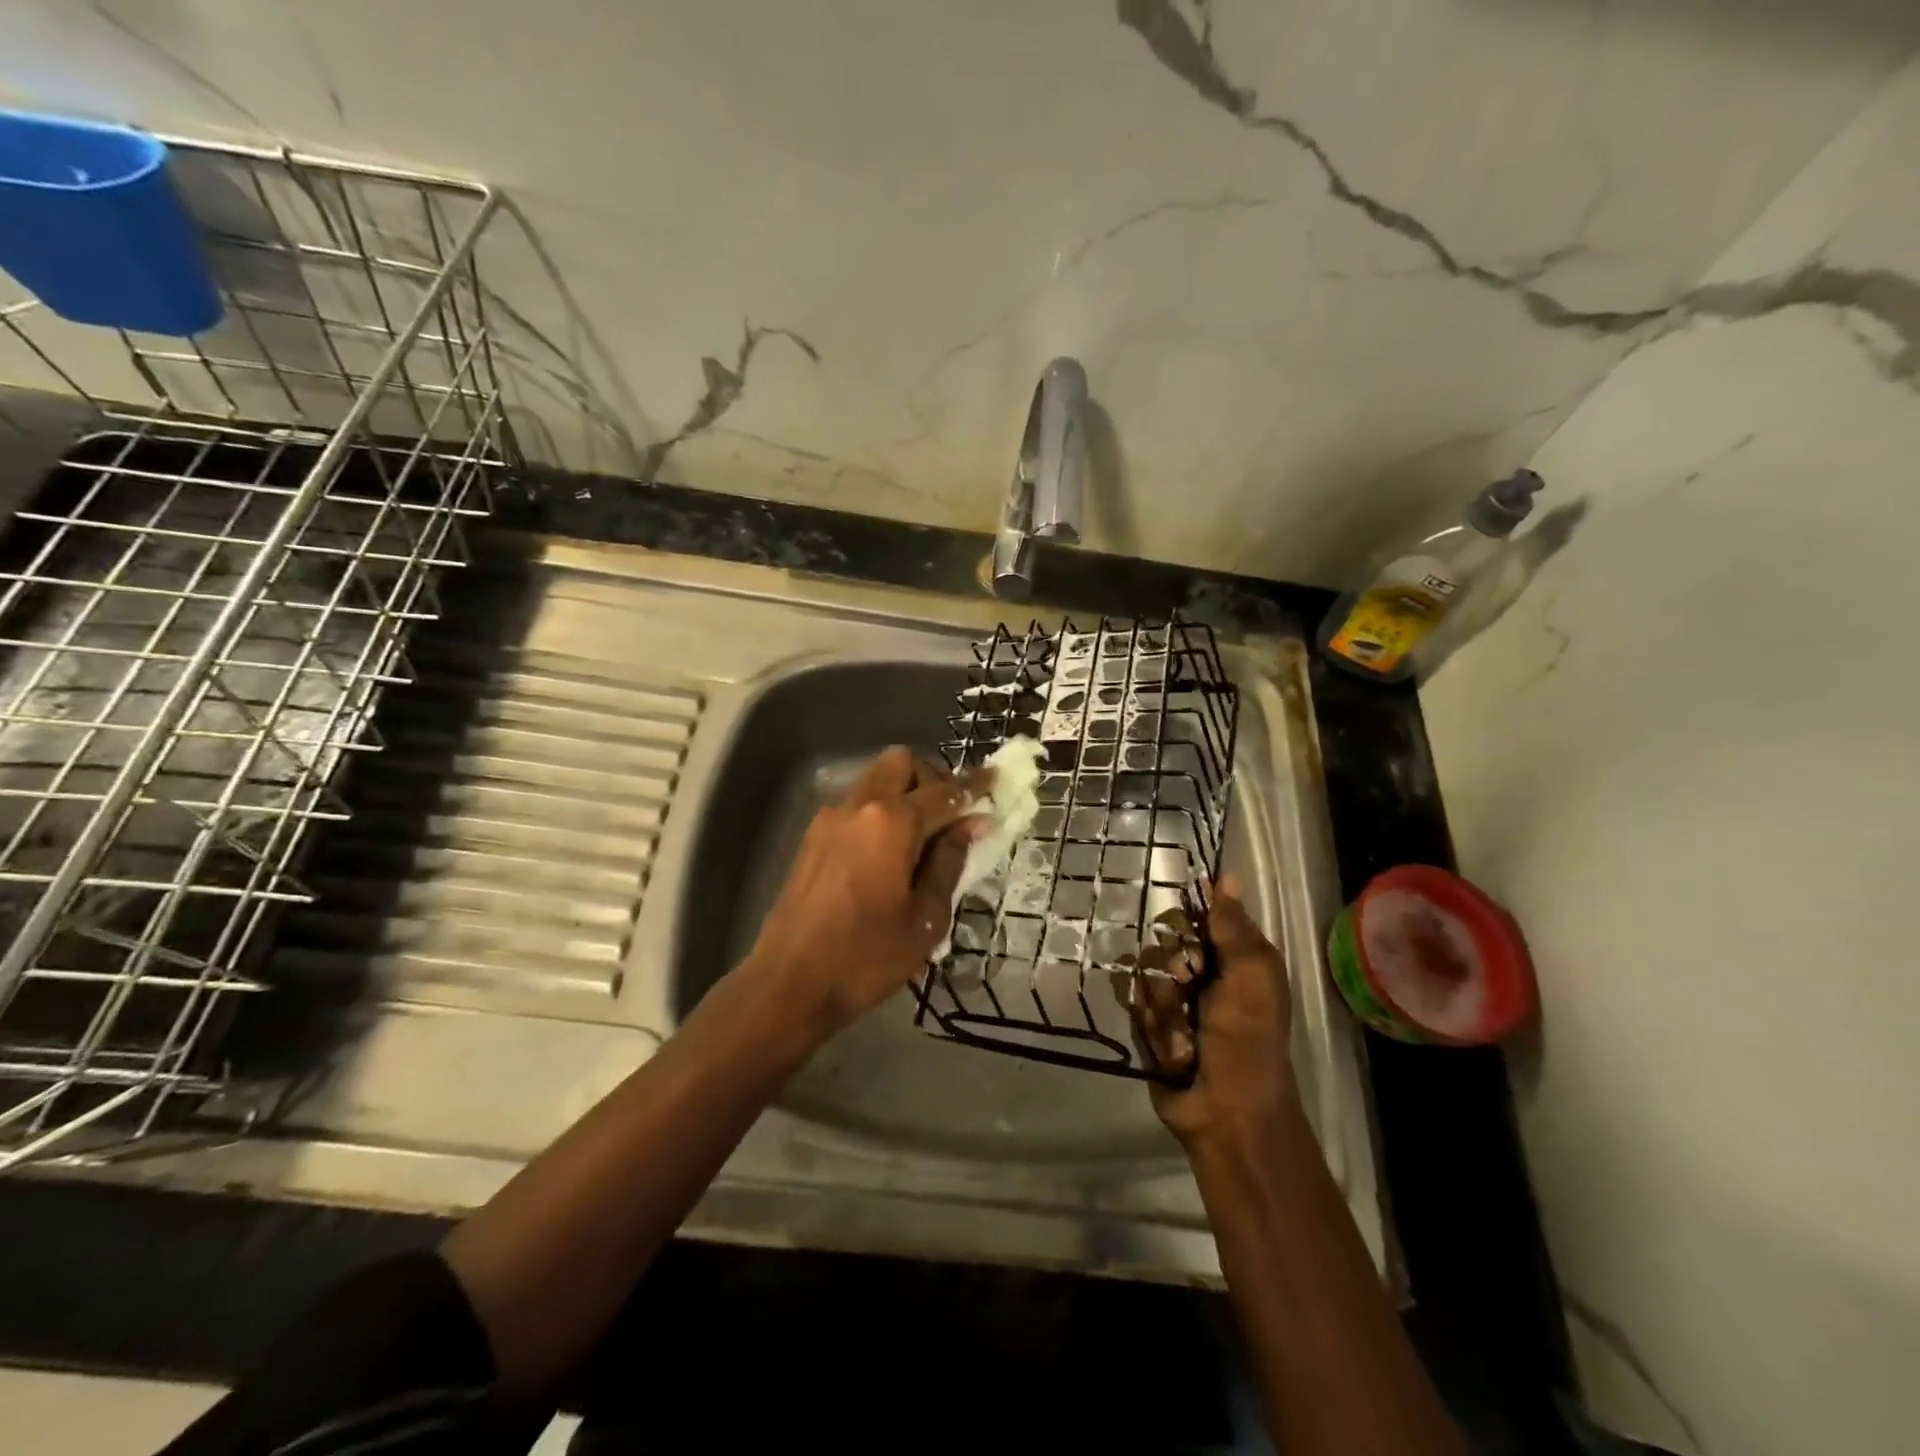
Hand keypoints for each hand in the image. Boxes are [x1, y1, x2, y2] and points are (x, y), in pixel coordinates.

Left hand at [742, 746, 984, 1040]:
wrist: (788, 983)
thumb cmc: (866, 957)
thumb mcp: (925, 918)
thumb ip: (949, 862)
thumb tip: (969, 825)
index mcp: (892, 822)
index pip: (945, 791)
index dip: (975, 786)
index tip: (997, 780)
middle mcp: (859, 806)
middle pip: (901, 763)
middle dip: (932, 778)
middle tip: (950, 815)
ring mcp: (830, 819)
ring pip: (875, 780)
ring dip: (903, 793)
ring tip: (921, 839)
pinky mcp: (812, 838)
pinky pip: (855, 806)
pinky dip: (879, 812)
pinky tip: (888, 855)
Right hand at [1134, 875, 1300, 1151]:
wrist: (1226, 1113)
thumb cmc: (1247, 1041)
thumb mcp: (1250, 977)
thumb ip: (1232, 927)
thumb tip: (1225, 876)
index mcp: (1233, 957)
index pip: (1197, 913)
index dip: (1186, 919)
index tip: (1186, 931)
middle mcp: (1202, 972)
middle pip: (1163, 940)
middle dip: (1172, 965)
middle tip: (1188, 985)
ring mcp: (1174, 999)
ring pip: (1145, 972)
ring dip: (1165, 1004)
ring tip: (1184, 1034)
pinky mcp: (1151, 1025)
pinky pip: (1135, 1004)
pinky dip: (1154, 1026)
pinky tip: (1172, 1047)